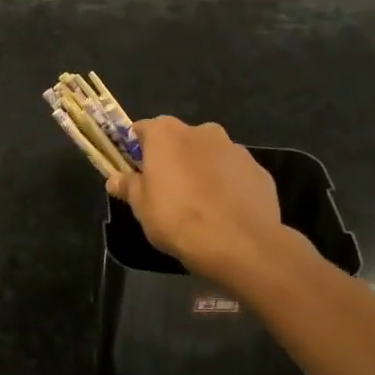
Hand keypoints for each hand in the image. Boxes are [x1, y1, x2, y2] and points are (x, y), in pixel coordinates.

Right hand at [107, 117, 286, 283]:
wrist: (241, 244)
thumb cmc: (178, 218)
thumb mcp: (141, 207)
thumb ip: (129, 187)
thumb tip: (115, 179)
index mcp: (167, 133)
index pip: (143, 130)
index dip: (137, 150)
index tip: (135, 172)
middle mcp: (202, 131)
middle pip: (179, 140)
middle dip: (173, 159)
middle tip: (167, 191)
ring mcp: (235, 149)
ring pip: (210, 155)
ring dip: (202, 171)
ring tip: (200, 205)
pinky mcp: (259, 171)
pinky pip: (235, 174)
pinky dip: (228, 186)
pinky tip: (225, 213)